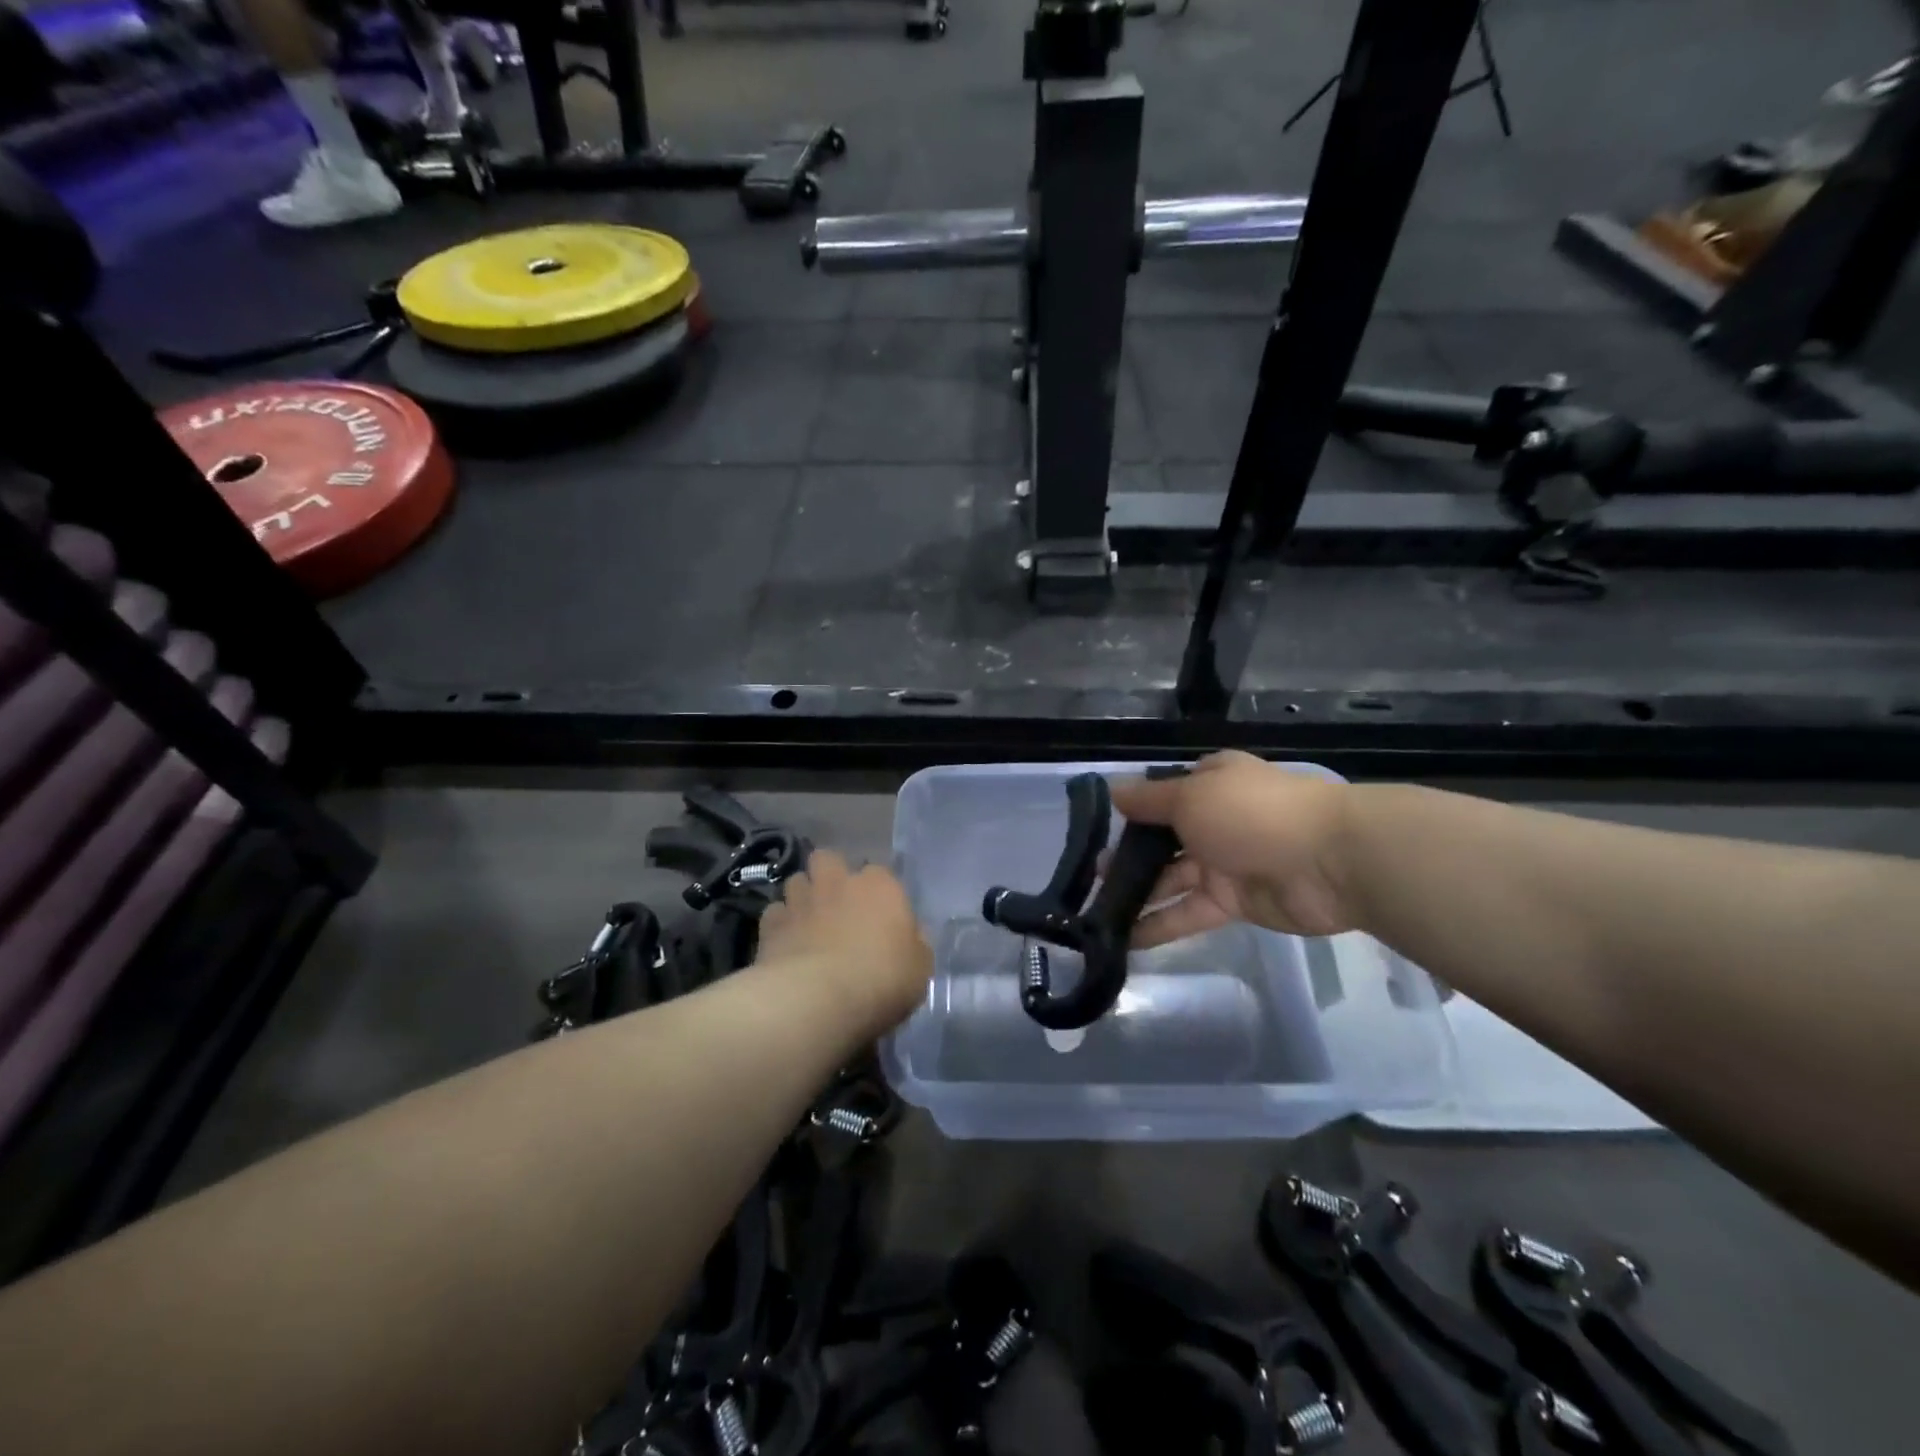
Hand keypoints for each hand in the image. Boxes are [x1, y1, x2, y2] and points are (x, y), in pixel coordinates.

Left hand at [758, 851, 931, 1033]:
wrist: (818, 1000)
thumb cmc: (881, 980)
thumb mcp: (920, 967)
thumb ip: (915, 943)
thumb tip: (910, 934)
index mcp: (880, 885)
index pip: (880, 873)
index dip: (878, 894)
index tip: (880, 918)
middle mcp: (839, 881)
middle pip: (829, 860)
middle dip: (830, 876)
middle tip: (837, 907)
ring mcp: (801, 899)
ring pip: (797, 881)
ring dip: (803, 897)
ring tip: (808, 923)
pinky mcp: (771, 923)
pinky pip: (775, 913)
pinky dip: (780, 924)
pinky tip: (786, 944)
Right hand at [1109, 752, 1357, 944]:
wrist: (1328, 861)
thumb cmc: (1251, 813)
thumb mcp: (1190, 796)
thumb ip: (1149, 801)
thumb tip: (1113, 791)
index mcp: (1210, 782)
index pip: (1163, 794)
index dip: (1133, 811)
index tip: (1098, 829)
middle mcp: (1215, 819)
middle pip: (1163, 839)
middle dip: (1128, 856)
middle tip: (1088, 877)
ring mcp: (1225, 862)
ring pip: (1172, 878)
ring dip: (1138, 893)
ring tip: (1095, 911)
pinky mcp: (1234, 902)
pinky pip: (1189, 912)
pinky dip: (1160, 924)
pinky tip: (1125, 938)